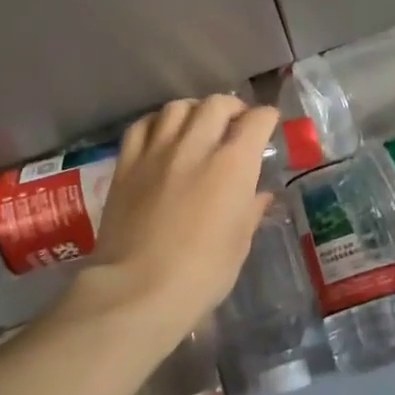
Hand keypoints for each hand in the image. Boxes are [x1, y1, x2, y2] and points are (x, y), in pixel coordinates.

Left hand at [82, 95, 278, 336]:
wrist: (137, 290)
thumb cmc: (201, 273)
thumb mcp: (239, 244)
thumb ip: (250, 211)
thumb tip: (259, 195)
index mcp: (233, 165)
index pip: (256, 120)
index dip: (267, 119)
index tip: (269, 126)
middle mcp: (196, 146)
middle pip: (216, 104)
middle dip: (232, 109)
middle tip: (235, 125)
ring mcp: (157, 152)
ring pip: (177, 107)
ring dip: (194, 111)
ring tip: (198, 126)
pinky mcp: (126, 165)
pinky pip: (142, 126)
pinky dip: (157, 123)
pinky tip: (161, 136)